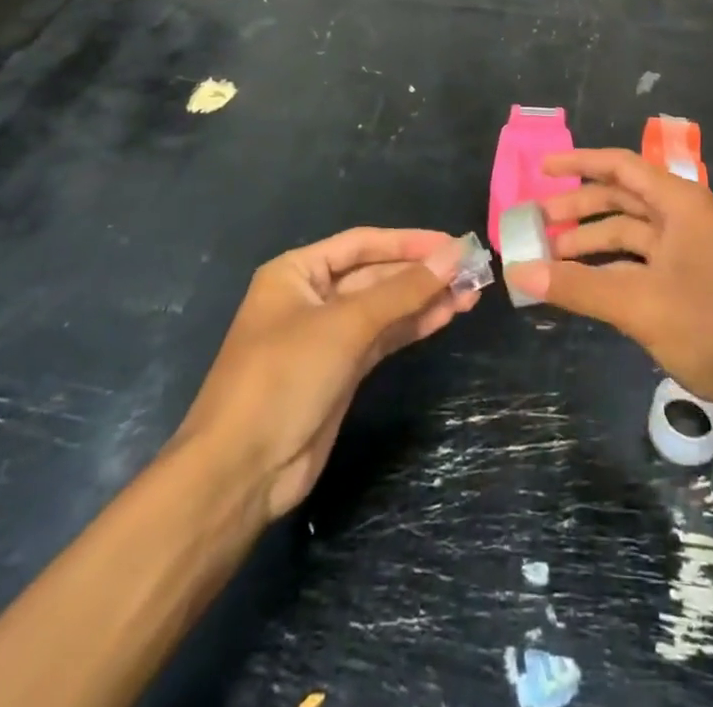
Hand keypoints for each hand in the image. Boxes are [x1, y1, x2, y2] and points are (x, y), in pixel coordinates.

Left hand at [176, 228, 479, 520]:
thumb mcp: (346, 325)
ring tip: (471, 293)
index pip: (363, 243)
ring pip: (384, 307)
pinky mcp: (341, 370)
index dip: (410, 241)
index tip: (454, 243)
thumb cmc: (284, 377)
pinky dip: (413, 326)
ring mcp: (327, 336)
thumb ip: (403, 289)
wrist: (241, 471)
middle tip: (472, 270)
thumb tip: (455, 254)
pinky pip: (383, 337)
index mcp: (297, 271)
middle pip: (376, 274)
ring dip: (424, 299)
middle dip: (422, 273)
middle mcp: (311, 296)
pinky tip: (446, 316)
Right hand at [504, 149, 712, 423]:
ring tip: (548, 260)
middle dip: (577, 210)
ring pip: (629, 235)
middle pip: (621, 199)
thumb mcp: (640, 304)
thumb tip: (519, 272)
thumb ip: (578, 287)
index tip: (541, 170)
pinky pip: (639, 264)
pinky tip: (582, 287)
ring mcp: (688, 252)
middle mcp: (683, 218)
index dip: (579, 163)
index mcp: (678, 203)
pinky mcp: (690, 284)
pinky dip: (609, 271)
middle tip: (534, 226)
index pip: (621, 166)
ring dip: (590, 244)